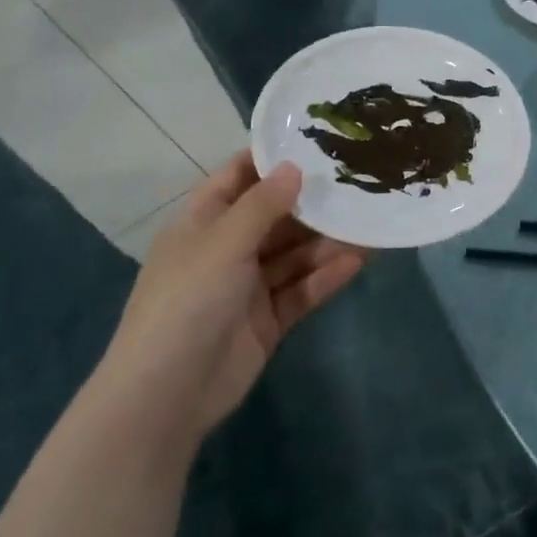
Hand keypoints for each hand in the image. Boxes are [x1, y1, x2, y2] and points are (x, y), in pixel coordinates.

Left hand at [95, 155, 366, 448]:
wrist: (167, 395)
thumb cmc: (187, 301)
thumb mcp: (223, 242)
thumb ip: (263, 204)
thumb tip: (294, 166)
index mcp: (203, 223)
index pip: (239, 178)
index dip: (272, 159)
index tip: (316, 141)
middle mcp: (227, 249)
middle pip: (276, 216)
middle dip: (313, 202)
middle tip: (359, 181)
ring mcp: (248, 287)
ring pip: (295, 254)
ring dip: (328, 241)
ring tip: (369, 222)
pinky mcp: (268, 320)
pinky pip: (302, 289)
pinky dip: (326, 276)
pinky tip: (357, 261)